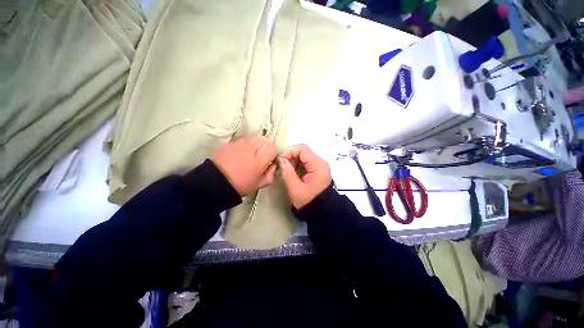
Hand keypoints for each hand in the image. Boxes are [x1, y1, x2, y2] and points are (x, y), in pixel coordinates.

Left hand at [211, 137, 276, 195]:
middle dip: (264, 147)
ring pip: (253, 139)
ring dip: (254, 146)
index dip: (272, 154)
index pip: (273, 146)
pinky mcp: (229, 142)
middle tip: (259, 159)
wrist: (214, 183)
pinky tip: (237, 157)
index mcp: (260, 157)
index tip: (268, 162)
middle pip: (264, 140)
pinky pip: (241, 141)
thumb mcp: (260, 183)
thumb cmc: (240, 185)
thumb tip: (273, 165)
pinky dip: (243, 147)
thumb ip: (271, 173)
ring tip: (247, 158)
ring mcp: (239, 142)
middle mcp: (251, 145)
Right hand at [279, 144, 330, 208]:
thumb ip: (287, 172)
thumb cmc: (308, 201)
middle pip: (303, 151)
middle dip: (291, 156)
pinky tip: (293, 173)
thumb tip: (281, 159)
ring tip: (288, 171)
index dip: (289, 152)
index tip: (280, 161)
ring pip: (304, 155)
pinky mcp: (318, 169)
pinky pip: (306, 161)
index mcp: (318, 165)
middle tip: (283, 167)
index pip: (302, 149)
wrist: (321, 211)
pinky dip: (298, 164)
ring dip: (294, 160)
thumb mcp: (295, 188)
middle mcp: (321, 162)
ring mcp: (320, 165)